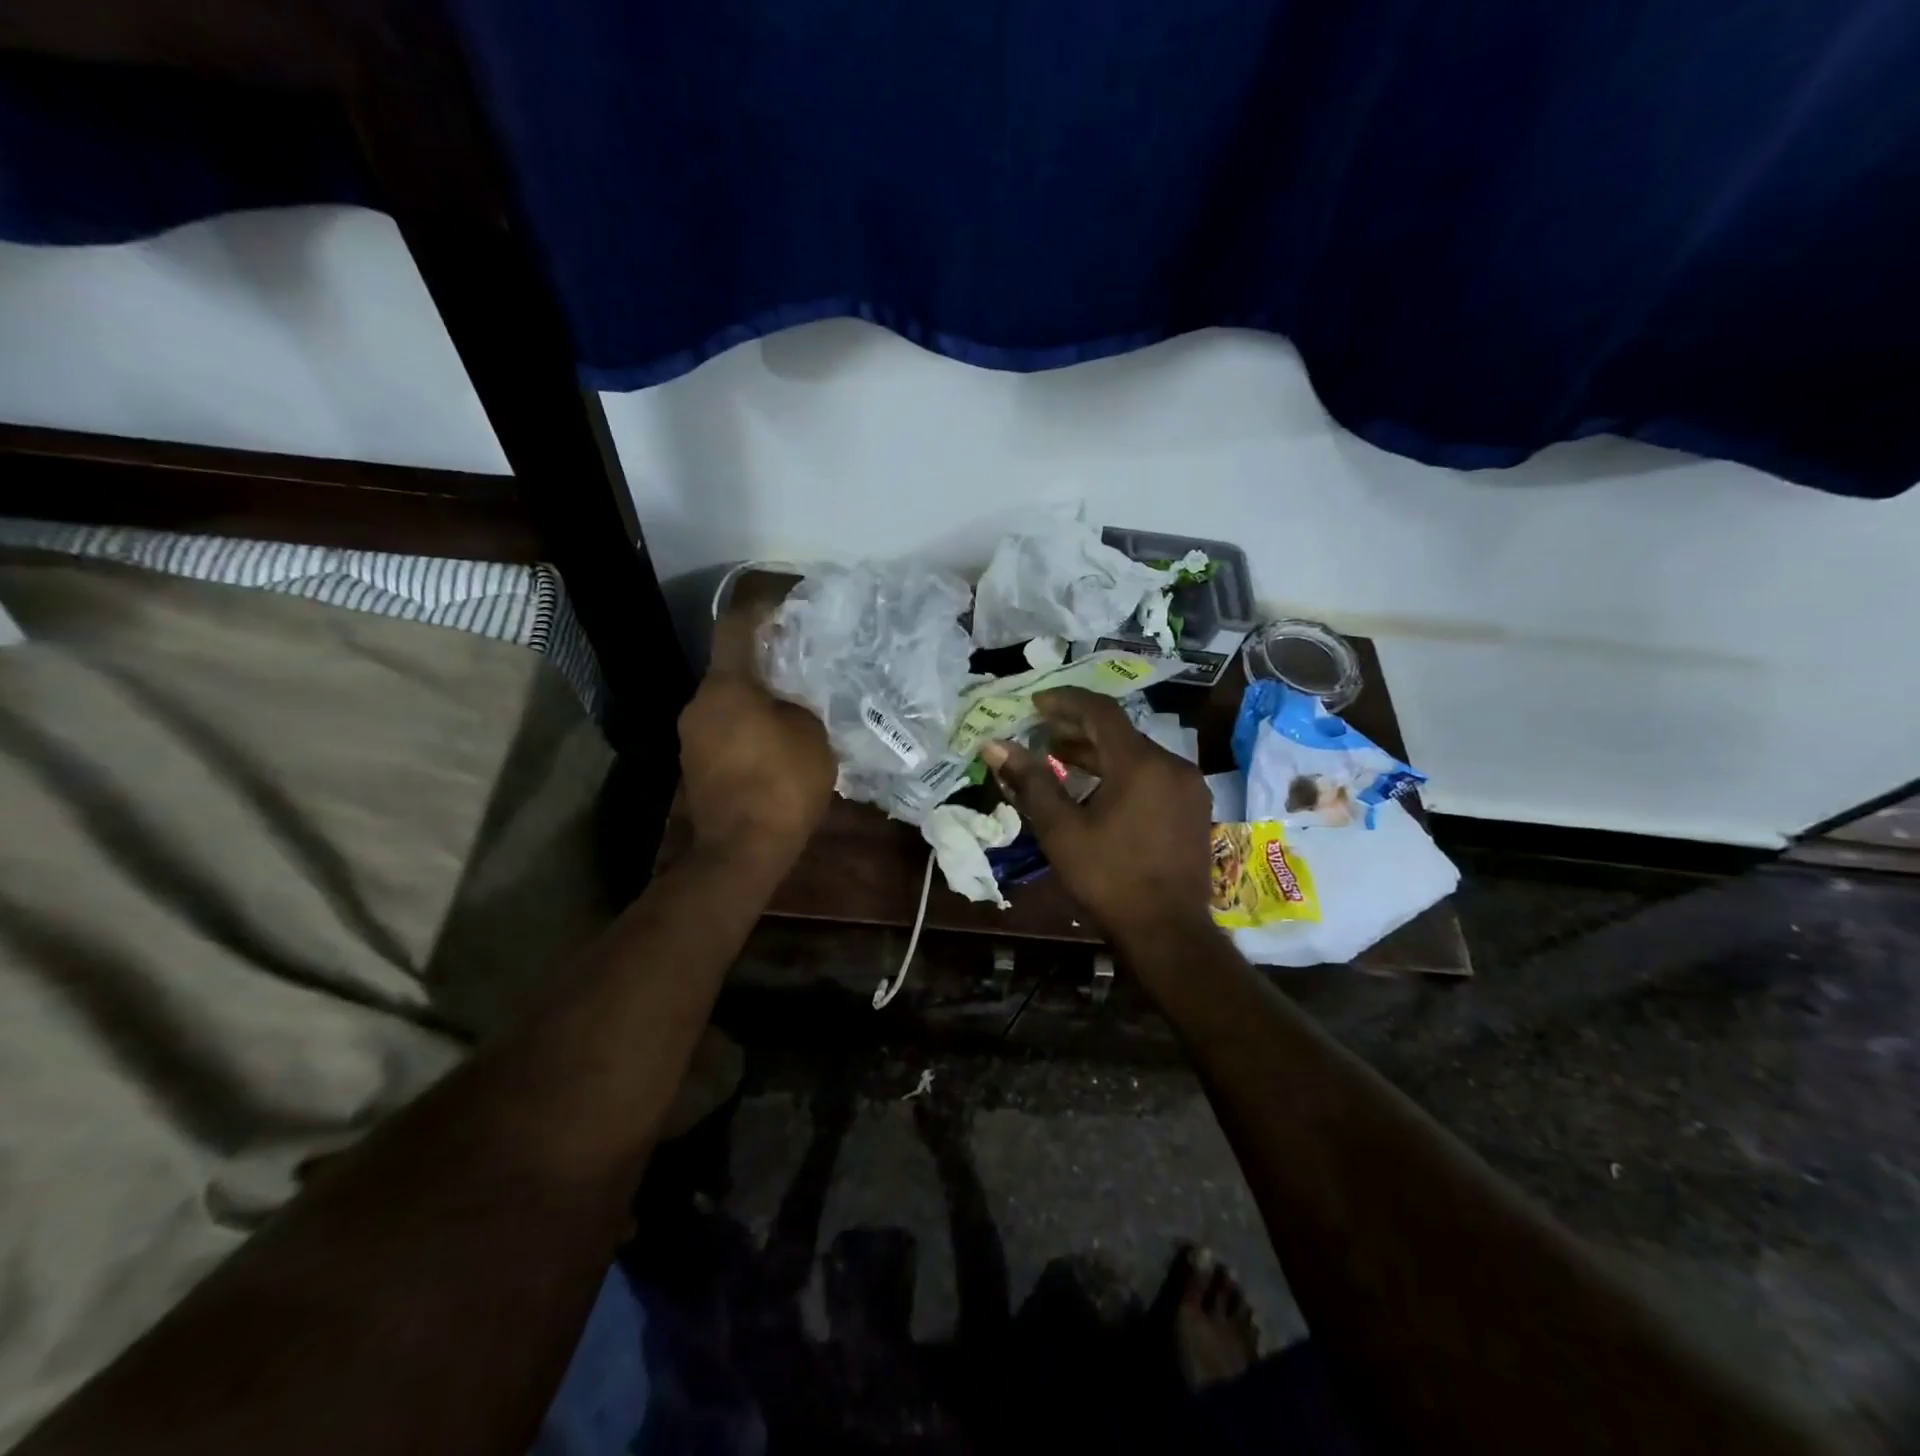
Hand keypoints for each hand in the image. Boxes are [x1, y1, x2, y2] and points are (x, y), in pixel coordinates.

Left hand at [678, 607, 834, 873]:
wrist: (742, 851)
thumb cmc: (781, 785)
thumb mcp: (811, 735)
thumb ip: (799, 705)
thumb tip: (789, 701)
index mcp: (726, 687)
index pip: (735, 628)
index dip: (760, 610)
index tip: (785, 606)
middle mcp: (698, 704)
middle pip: (730, 667)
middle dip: (763, 661)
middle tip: (800, 662)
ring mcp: (691, 737)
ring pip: (726, 701)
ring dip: (755, 698)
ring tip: (792, 704)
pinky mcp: (695, 765)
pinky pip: (723, 729)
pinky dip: (746, 726)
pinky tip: (774, 740)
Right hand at [980, 687, 1213, 943]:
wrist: (1168, 932)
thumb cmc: (1109, 879)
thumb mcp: (1061, 831)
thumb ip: (1030, 781)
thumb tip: (995, 745)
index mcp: (1140, 763)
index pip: (1100, 711)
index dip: (1065, 701)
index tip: (1035, 703)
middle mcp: (1171, 764)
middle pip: (1119, 731)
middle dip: (1078, 728)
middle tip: (1041, 733)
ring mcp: (1187, 787)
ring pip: (1137, 754)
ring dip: (1099, 752)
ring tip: (1061, 758)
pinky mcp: (1193, 808)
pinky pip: (1152, 774)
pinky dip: (1121, 772)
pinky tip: (1097, 790)